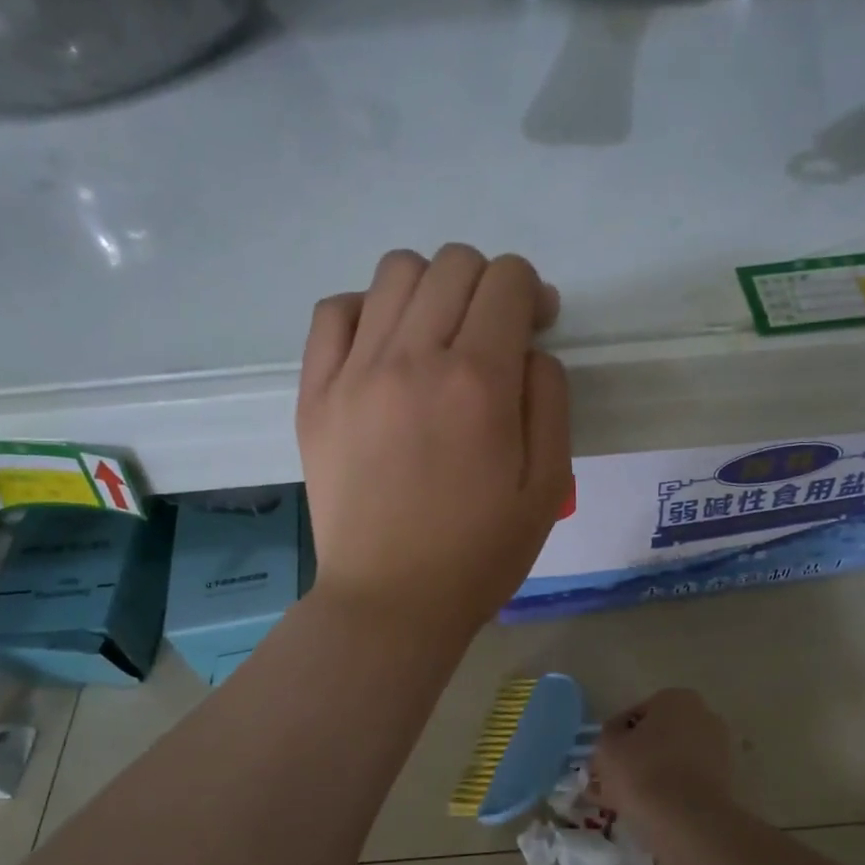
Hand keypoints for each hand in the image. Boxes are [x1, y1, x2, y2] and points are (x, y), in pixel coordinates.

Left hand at [296, 245, 570, 644]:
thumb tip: (528, 349)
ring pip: (395, 272)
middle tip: (492, 334)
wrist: (391, 601)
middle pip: (454, 263)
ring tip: (438, 336)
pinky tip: (385, 347)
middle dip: (487, 284)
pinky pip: (335, 312)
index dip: (531, 292)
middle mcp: (413, 359)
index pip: (507, 280)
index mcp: (478, 383)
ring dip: (431, 288)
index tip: (535, 327)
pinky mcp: (315, 394)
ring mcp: (354, 373)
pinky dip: (367, 310)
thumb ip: (549, 400)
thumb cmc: (479, 554)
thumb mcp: (548, 486)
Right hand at [592, 689, 735, 821]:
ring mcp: (718, 750)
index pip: (635, 716)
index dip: (615, 740)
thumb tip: (617, 739)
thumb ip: (609, 736)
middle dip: (635, 758)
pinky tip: (646, 813)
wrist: (687, 821)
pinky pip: (685, 783)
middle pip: (656, 738)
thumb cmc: (642, 771)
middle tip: (611, 783)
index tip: (604, 762)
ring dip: (649, 777)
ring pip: (671, 762)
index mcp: (676, 698)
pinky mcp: (724, 782)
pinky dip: (668, 794)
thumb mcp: (608, 746)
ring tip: (625, 803)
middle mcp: (703, 717)